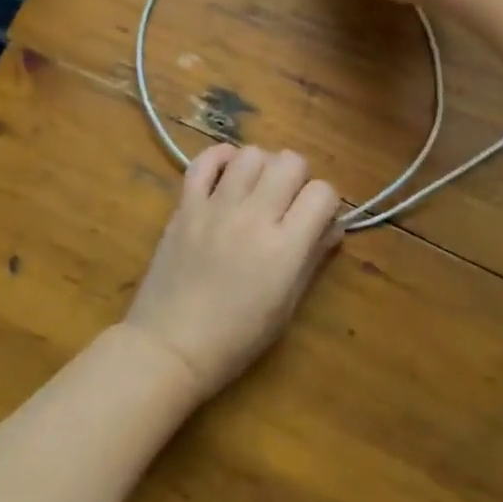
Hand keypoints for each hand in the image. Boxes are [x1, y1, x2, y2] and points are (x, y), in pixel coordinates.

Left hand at [126, 143, 341, 402]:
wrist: (170, 346)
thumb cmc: (236, 337)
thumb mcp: (286, 306)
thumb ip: (312, 258)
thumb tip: (332, 227)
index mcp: (285, 247)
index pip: (323, 193)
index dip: (326, 202)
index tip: (317, 218)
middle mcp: (254, 216)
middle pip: (291, 162)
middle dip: (298, 177)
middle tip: (288, 202)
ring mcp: (216, 206)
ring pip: (251, 155)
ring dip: (262, 166)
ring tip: (256, 188)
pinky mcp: (185, 205)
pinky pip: (204, 161)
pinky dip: (220, 158)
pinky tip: (228, 174)